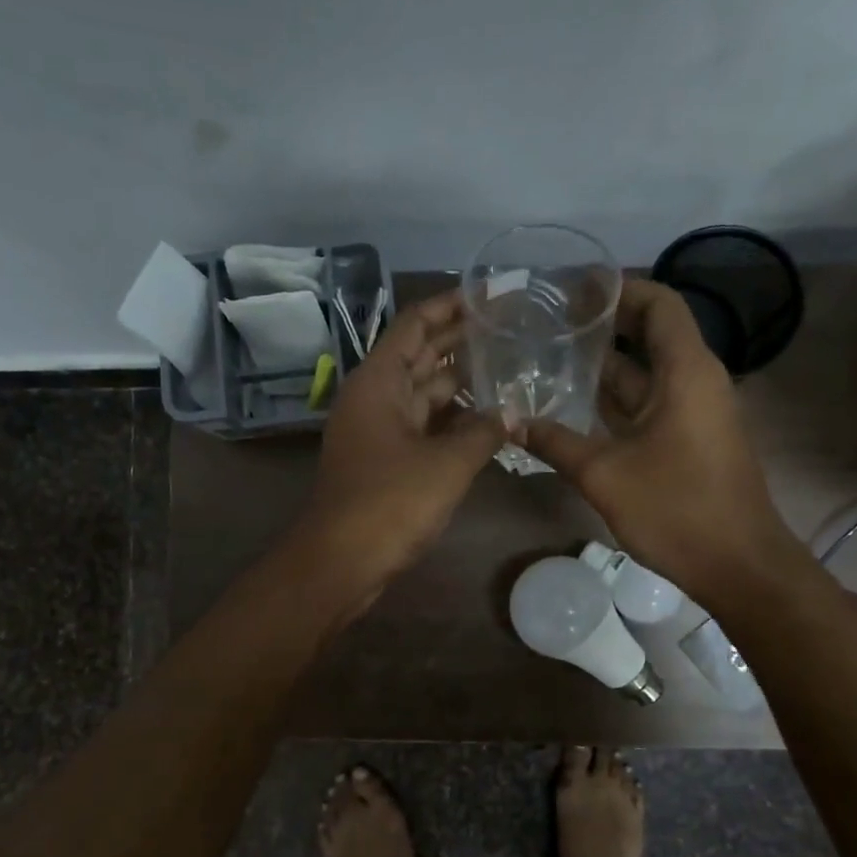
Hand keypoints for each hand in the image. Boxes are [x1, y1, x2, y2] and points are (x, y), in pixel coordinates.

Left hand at [292, 290, 506, 603]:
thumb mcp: (446, 464)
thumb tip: (513, 411)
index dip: (453, 305)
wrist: (341, 562)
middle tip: (515, 328)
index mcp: (379, 381)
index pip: (416, 324)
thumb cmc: (389, 503)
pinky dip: (454, 421)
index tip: (494, 294)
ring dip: (463, 383)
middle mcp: (376, 397)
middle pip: (422, 356)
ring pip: (426, 394)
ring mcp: (379, 431)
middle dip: (465, 341)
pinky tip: (490, 419)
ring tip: (512, 367)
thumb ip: (484, 431)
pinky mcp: (386, 461)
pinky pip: (425, 427)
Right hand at [519, 278, 799, 595]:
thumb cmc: (677, 509)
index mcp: (686, 372)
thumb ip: (554, 443)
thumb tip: (510, 421)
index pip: (659, 303)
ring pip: (645, 374)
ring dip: (603, 366)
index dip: (620, 289)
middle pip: (650, 334)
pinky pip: (647, 405)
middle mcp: (694, 381)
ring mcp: (693, 413)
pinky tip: (573, 406)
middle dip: (603, 325)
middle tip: (550, 322)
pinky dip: (613, 400)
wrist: (738, 565)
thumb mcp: (604, 474)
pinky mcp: (688, 441)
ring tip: (551, 357)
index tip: (574, 290)